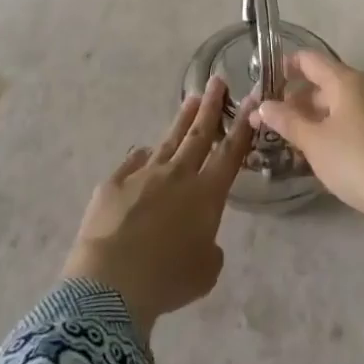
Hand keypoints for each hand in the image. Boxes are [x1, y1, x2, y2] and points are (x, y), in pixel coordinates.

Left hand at [63, 77, 254, 339]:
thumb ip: (209, 248)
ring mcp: (143, 175)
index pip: (230, 153)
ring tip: (191, 100)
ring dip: (182, 119)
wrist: (111, 283)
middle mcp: (177, 175)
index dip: (242, 126)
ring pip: (168, 140)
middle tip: (217, 79)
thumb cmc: (167, 280)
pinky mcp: (114, 183)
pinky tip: (144, 151)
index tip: (252, 99)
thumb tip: (201, 238)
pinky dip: (142, 157)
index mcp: (206, 195)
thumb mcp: (204, 272)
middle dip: (211, 106)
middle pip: (199, 134)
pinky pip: (133, 163)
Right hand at [254, 51, 363, 246]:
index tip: (257, 84)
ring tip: (273, 139)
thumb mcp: (315, 141)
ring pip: (326, 110)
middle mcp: (357, 92)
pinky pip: (337, 129)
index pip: (307, 60)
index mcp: (345, 82)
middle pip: (316, 85)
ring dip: (301, 121)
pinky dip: (318, 136)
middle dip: (287, 100)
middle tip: (258, 120)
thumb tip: (263, 105)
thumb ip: (287, 120)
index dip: (282, 67)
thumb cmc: (356, 159)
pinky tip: (300, 154)